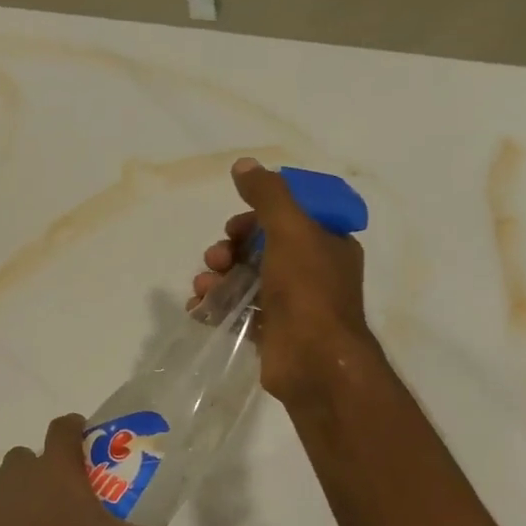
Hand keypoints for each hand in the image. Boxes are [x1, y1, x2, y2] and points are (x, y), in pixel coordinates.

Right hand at [188, 157, 375, 406]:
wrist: (314, 361)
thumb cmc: (307, 290)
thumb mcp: (290, 230)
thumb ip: (267, 195)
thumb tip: (243, 164)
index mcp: (326, 244)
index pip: (287, 219)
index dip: (255, 219)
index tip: (234, 227)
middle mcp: (311, 272)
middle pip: (259, 249)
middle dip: (229, 250)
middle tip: (216, 260)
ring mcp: (290, 305)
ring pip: (244, 280)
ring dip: (217, 278)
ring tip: (204, 288)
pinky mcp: (270, 332)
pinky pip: (236, 311)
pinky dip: (215, 306)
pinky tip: (199, 308)